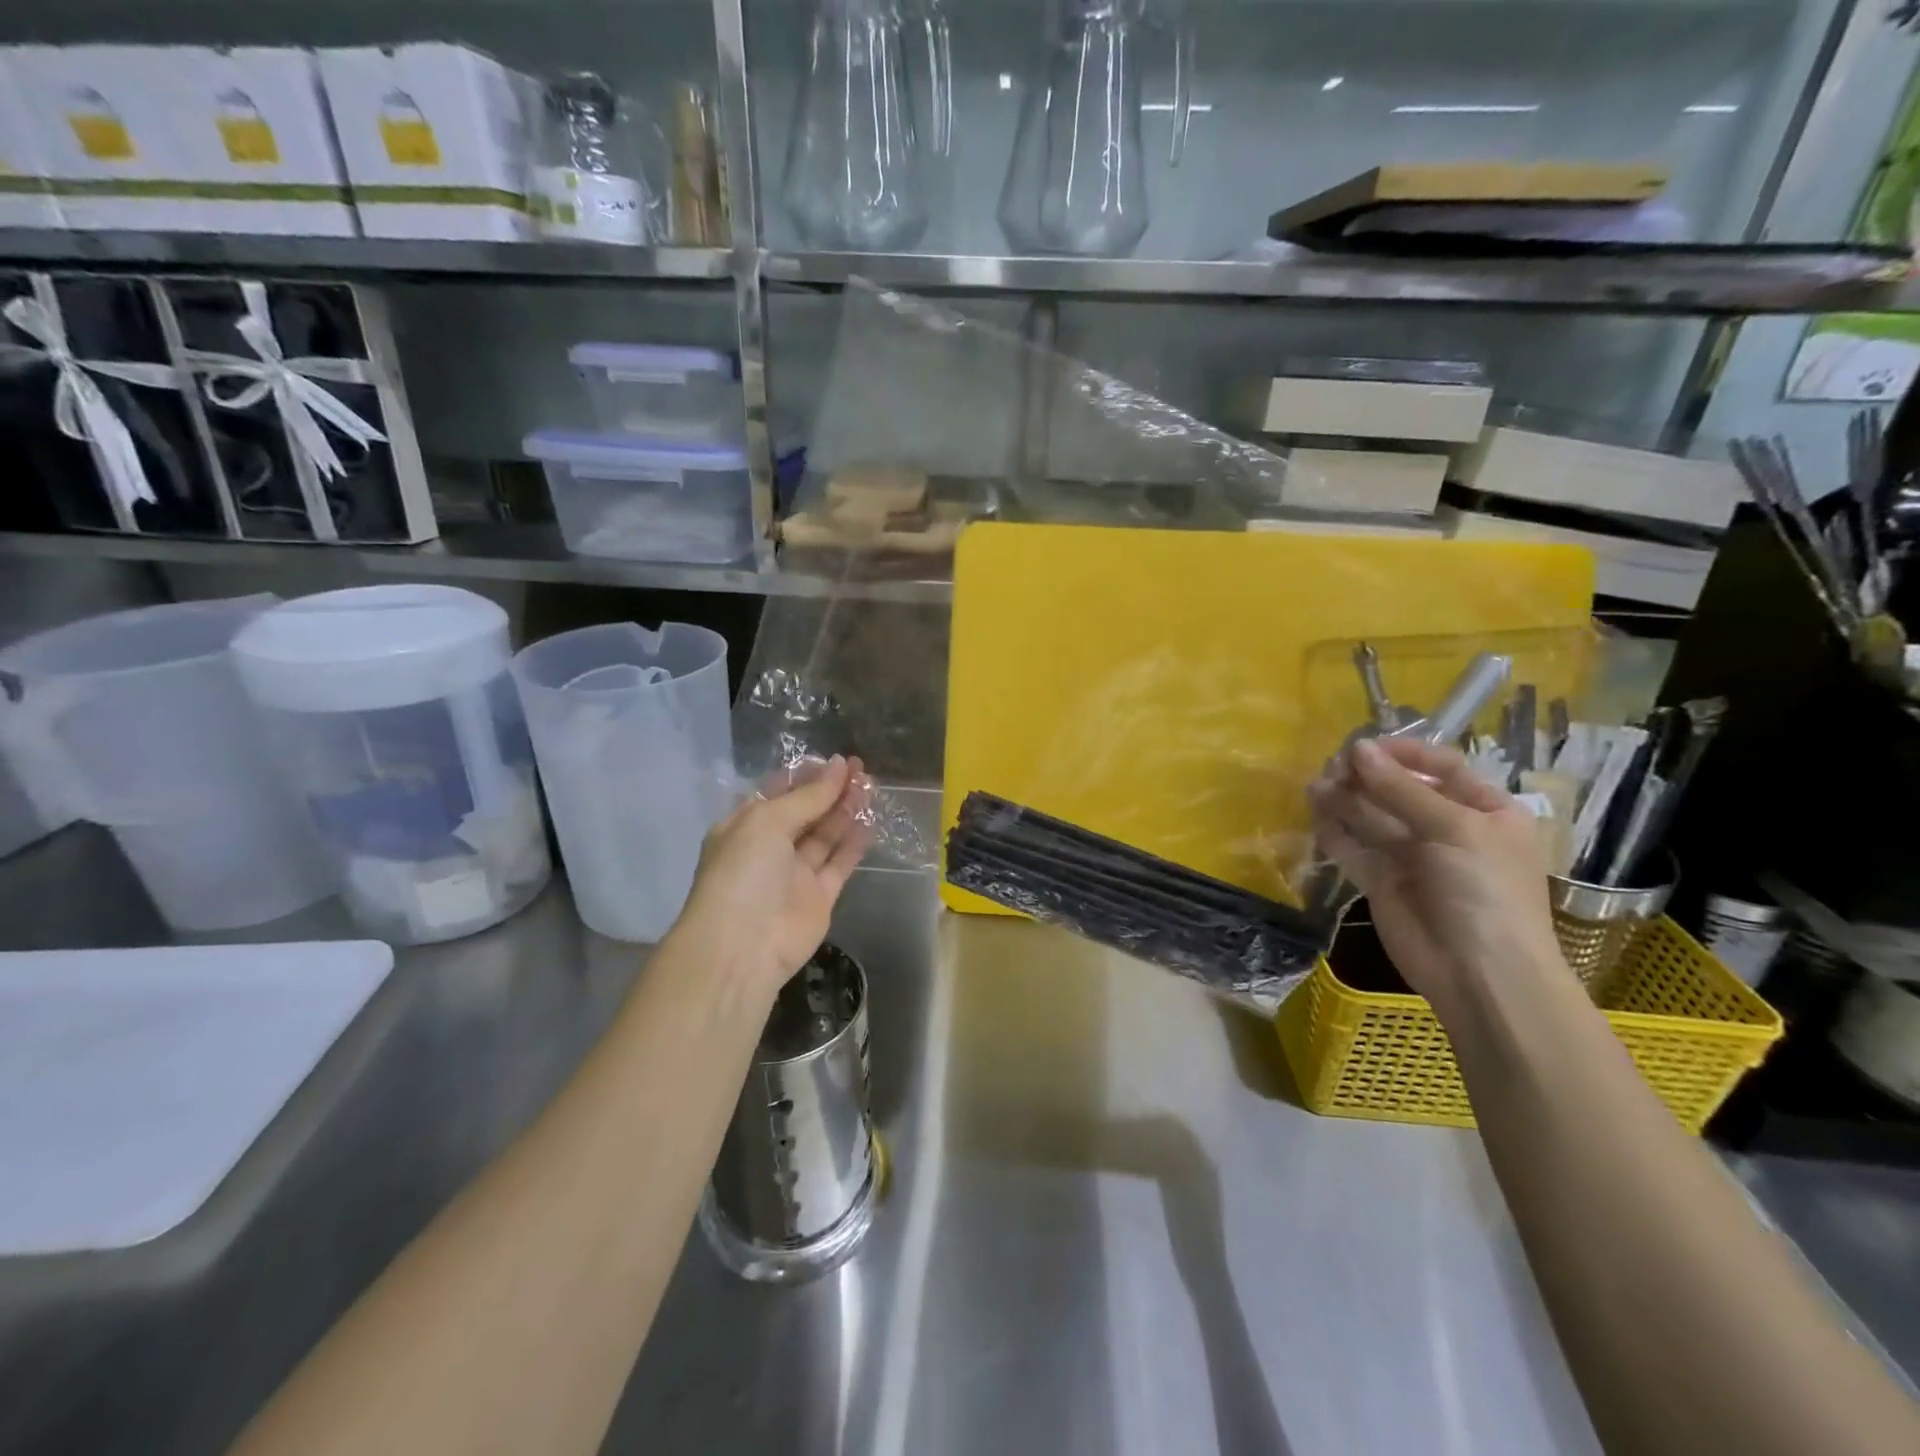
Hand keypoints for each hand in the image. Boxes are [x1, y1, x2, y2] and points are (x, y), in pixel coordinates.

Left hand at [674, 755, 874, 1005]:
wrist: (742, 947)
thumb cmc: (743, 873)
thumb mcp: (768, 822)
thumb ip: (808, 796)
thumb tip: (840, 766)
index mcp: (745, 826)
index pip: (779, 793)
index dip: (807, 775)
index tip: (838, 760)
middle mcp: (769, 848)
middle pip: (806, 812)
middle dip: (831, 790)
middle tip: (862, 768)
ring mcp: (795, 874)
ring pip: (825, 835)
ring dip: (846, 810)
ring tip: (871, 785)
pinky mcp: (819, 897)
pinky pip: (839, 863)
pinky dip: (854, 842)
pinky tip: (871, 819)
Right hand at [1306, 736, 1564, 1022]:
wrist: (1480, 974)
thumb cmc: (1484, 890)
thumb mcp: (1453, 828)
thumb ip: (1400, 788)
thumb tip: (1357, 748)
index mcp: (1483, 809)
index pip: (1440, 766)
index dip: (1402, 753)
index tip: (1363, 745)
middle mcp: (1446, 827)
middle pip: (1398, 789)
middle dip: (1365, 776)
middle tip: (1332, 768)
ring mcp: (1411, 856)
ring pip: (1370, 817)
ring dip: (1344, 800)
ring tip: (1315, 788)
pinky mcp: (1380, 881)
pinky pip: (1353, 849)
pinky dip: (1334, 833)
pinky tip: (1316, 819)